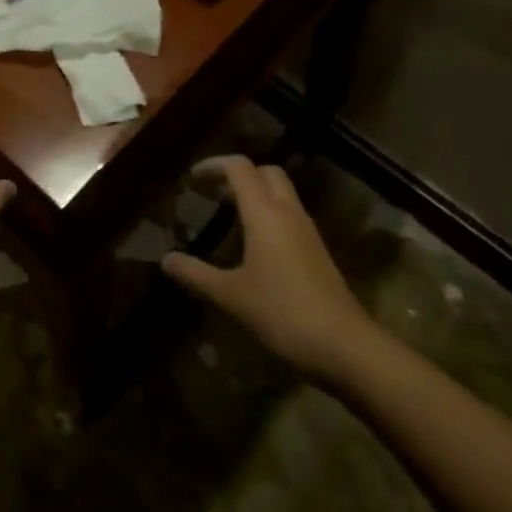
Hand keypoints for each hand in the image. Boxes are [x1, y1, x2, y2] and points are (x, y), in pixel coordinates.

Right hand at [161, 156, 380, 378]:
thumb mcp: (231, 295)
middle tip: (215, 191)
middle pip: (267, 172)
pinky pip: (291, 216)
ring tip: (231, 214)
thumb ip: (196, 274)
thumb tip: (165, 260)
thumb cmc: (283, 312)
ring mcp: (307, 232)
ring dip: (258, 193)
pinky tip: (257, 244)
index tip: (193, 178)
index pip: (240, 168)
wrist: (346, 346)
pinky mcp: (318, 252)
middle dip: (240, 174)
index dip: (214, 165)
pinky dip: (271, 214)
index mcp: (264, 213)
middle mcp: (288, 212)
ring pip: (282, 193)